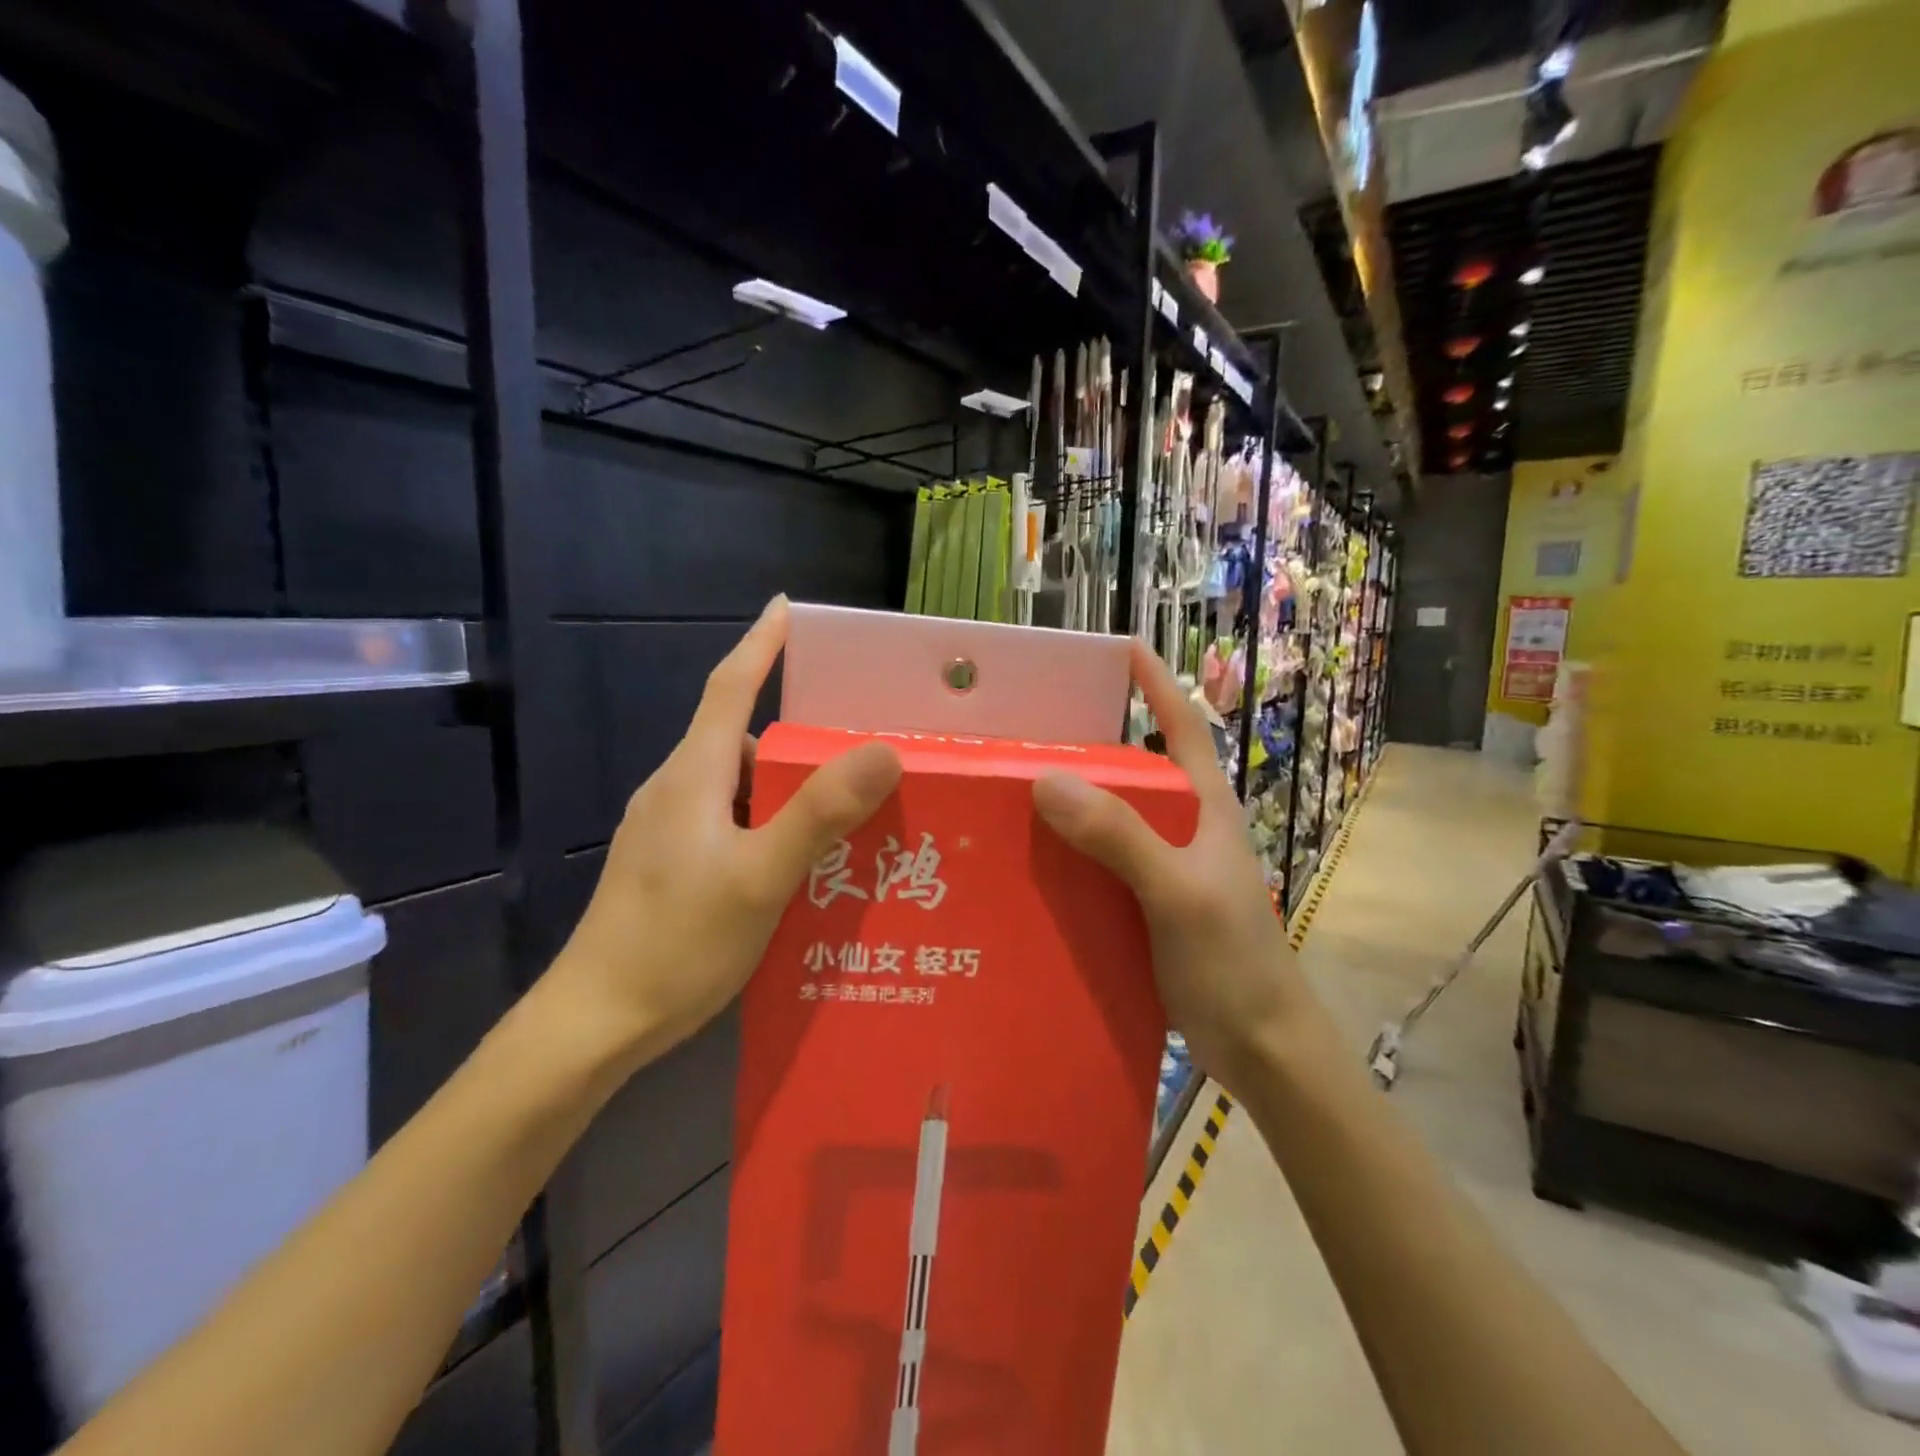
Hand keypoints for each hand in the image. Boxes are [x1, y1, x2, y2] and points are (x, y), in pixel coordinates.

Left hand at [550, 597, 901, 1062]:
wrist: (595, 1021)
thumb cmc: (677, 941)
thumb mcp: (762, 876)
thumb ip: (821, 813)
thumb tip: (882, 751)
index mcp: (694, 775)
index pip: (730, 687)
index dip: (760, 644)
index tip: (787, 609)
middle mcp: (677, 790)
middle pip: (745, 740)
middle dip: (800, 737)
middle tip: (862, 752)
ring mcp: (668, 830)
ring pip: (741, 787)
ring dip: (790, 790)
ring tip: (848, 816)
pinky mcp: (670, 864)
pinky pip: (731, 822)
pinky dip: (770, 825)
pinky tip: (803, 863)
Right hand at [1032, 640, 1324, 1096]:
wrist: (1261, 1049)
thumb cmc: (1234, 963)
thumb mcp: (1179, 893)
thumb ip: (1121, 838)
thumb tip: (1048, 780)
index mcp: (1204, 809)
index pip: (1183, 727)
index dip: (1156, 684)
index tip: (1119, 648)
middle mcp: (1183, 830)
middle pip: (1134, 772)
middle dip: (1088, 747)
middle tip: (1026, 733)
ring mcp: (1164, 871)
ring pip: (1110, 822)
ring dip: (1070, 806)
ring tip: (1008, 795)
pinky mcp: (1146, 908)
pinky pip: (1099, 867)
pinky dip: (1068, 858)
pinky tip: (1028, 865)